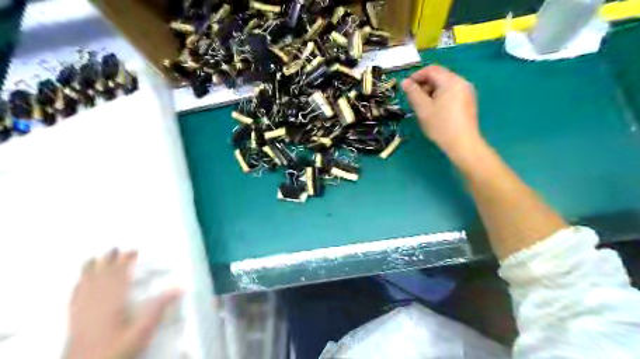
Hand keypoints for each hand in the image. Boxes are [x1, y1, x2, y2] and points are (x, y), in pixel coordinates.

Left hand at [67, 250, 179, 358]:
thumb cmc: (117, 350)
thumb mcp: (143, 331)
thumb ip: (159, 308)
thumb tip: (180, 287)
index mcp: (113, 302)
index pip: (119, 276)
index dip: (125, 262)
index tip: (133, 251)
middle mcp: (95, 303)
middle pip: (102, 276)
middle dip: (108, 261)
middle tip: (114, 247)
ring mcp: (82, 311)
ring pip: (86, 284)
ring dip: (91, 269)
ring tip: (93, 257)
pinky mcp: (74, 321)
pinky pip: (74, 297)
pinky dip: (77, 286)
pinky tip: (78, 283)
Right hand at [401, 64, 482, 159]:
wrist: (463, 143)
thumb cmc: (441, 125)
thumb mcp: (423, 108)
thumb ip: (413, 93)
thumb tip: (405, 82)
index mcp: (451, 81)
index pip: (431, 70)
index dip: (416, 76)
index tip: (406, 87)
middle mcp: (462, 82)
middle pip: (439, 76)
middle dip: (424, 85)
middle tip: (413, 99)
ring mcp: (467, 92)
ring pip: (445, 85)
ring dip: (431, 91)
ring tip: (423, 106)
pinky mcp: (468, 101)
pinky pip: (451, 93)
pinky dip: (440, 97)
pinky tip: (435, 110)